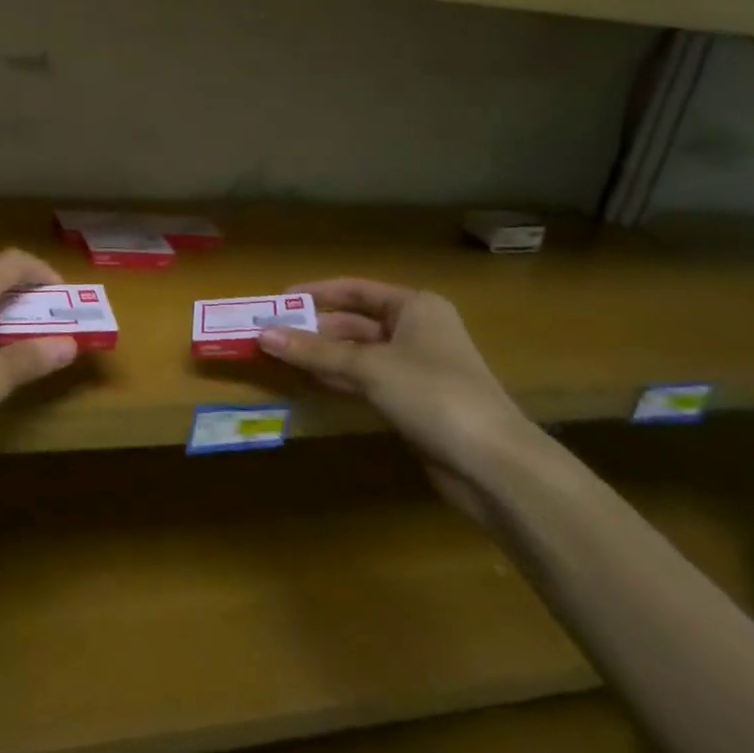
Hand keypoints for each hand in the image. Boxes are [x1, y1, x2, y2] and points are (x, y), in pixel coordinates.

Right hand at [258, 279, 537, 514]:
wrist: (492, 463)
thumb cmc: (432, 394)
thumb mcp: (368, 367)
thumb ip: (313, 351)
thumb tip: (262, 334)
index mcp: (415, 307)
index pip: (354, 290)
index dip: (315, 293)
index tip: (278, 299)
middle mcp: (416, 330)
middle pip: (353, 322)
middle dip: (313, 329)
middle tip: (270, 335)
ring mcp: (415, 367)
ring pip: (357, 352)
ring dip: (321, 355)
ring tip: (279, 357)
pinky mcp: (412, 400)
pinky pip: (365, 379)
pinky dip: (337, 378)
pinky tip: (308, 381)